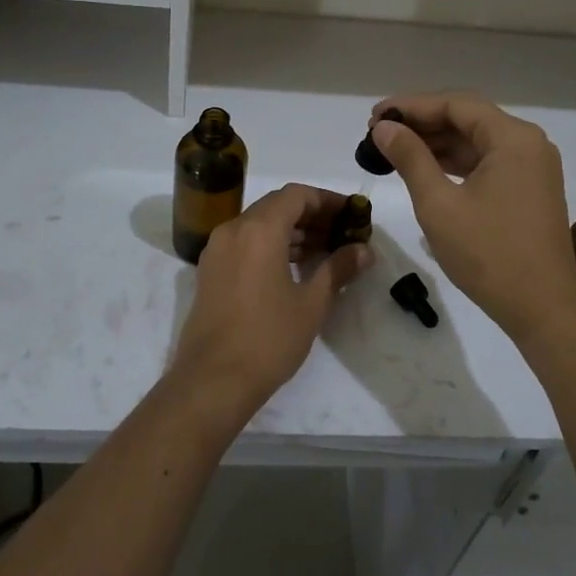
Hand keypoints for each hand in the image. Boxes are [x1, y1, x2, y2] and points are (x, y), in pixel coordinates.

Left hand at [169, 183, 373, 419]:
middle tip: (342, 233)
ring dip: (291, 231)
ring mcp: (217, 250)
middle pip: (276, 206)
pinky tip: (293, 268)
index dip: (327, 200)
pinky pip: (244, 243)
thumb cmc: (268, 338)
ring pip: (259, 225)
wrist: (213, 380)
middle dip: (311, 215)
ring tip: (324, 252)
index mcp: (259, 229)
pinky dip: (270, 245)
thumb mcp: (311, 303)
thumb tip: (364, 250)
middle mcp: (233, 229)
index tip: (351, 215)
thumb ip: (338, 268)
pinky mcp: (210, 271)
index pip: (296, 195)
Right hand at [368, 93, 575, 338]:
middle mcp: (528, 143)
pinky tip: (424, 169)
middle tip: (379, 133)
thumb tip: (384, 128)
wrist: (543, 309)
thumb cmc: (488, 254)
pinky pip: (487, 162)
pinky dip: (455, 163)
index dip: (412, 106)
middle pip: (468, 118)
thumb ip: (410, 158)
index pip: (456, 104)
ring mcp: (532, 167)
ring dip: (437, 143)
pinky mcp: (529, 189)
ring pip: (476, 141)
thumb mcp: (439, 204)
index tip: (375, 116)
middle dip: (422, 123)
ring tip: (394, 150)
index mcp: (513, 138)